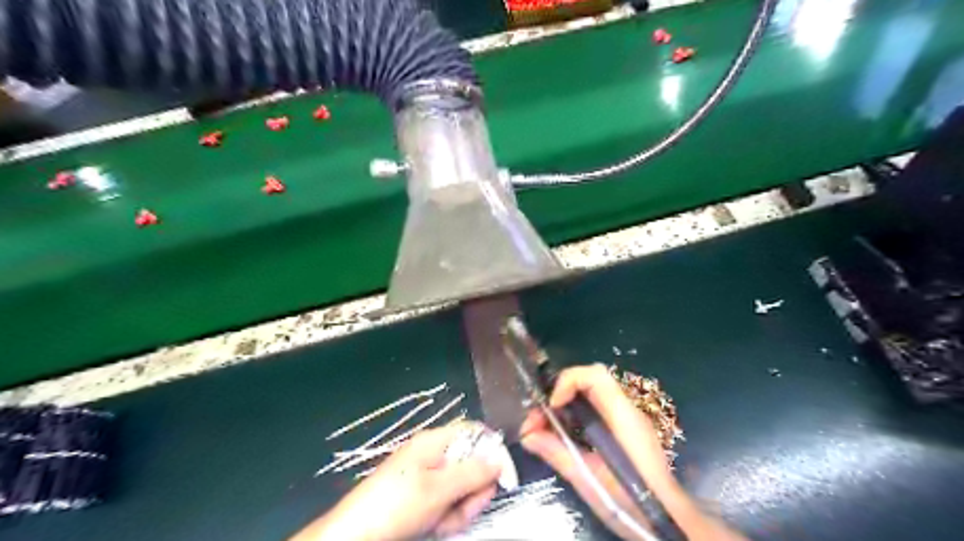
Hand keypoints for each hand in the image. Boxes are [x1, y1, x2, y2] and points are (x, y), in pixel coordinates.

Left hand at [292, 425, 505, 537]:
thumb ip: (473, 473)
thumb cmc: (397, 505)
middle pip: (472, 464)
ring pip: (462, 488)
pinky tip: (434, 527)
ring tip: (441, 523)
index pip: (476, 433)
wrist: (354, 537)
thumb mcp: (439, 489)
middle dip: (473, 491)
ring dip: (459, 509)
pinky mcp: (422, 496)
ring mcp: (427, 476)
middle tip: (462, 510)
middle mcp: (434, 454)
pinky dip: (446, 517)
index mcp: (435, 441)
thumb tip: (499, 460)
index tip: (506, 480)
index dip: (494, 451)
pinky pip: (447, 502)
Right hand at [520, 364, 744, 540]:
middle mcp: (626, 410)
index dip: (568, 382)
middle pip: (589, 381)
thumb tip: (527, 436)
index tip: (550, 406)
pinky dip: (575, 415)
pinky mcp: (625, 431)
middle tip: (538, 419)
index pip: (595, 376)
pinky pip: (596, 409)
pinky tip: (563, 436)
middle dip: (559, 392)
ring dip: (565, 405)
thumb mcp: (589, 479)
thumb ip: (558, 453)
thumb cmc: (632, 501)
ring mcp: (627, 420)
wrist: (668, 522)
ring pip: (591, 395)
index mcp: (622, 416)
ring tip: (543, 429)